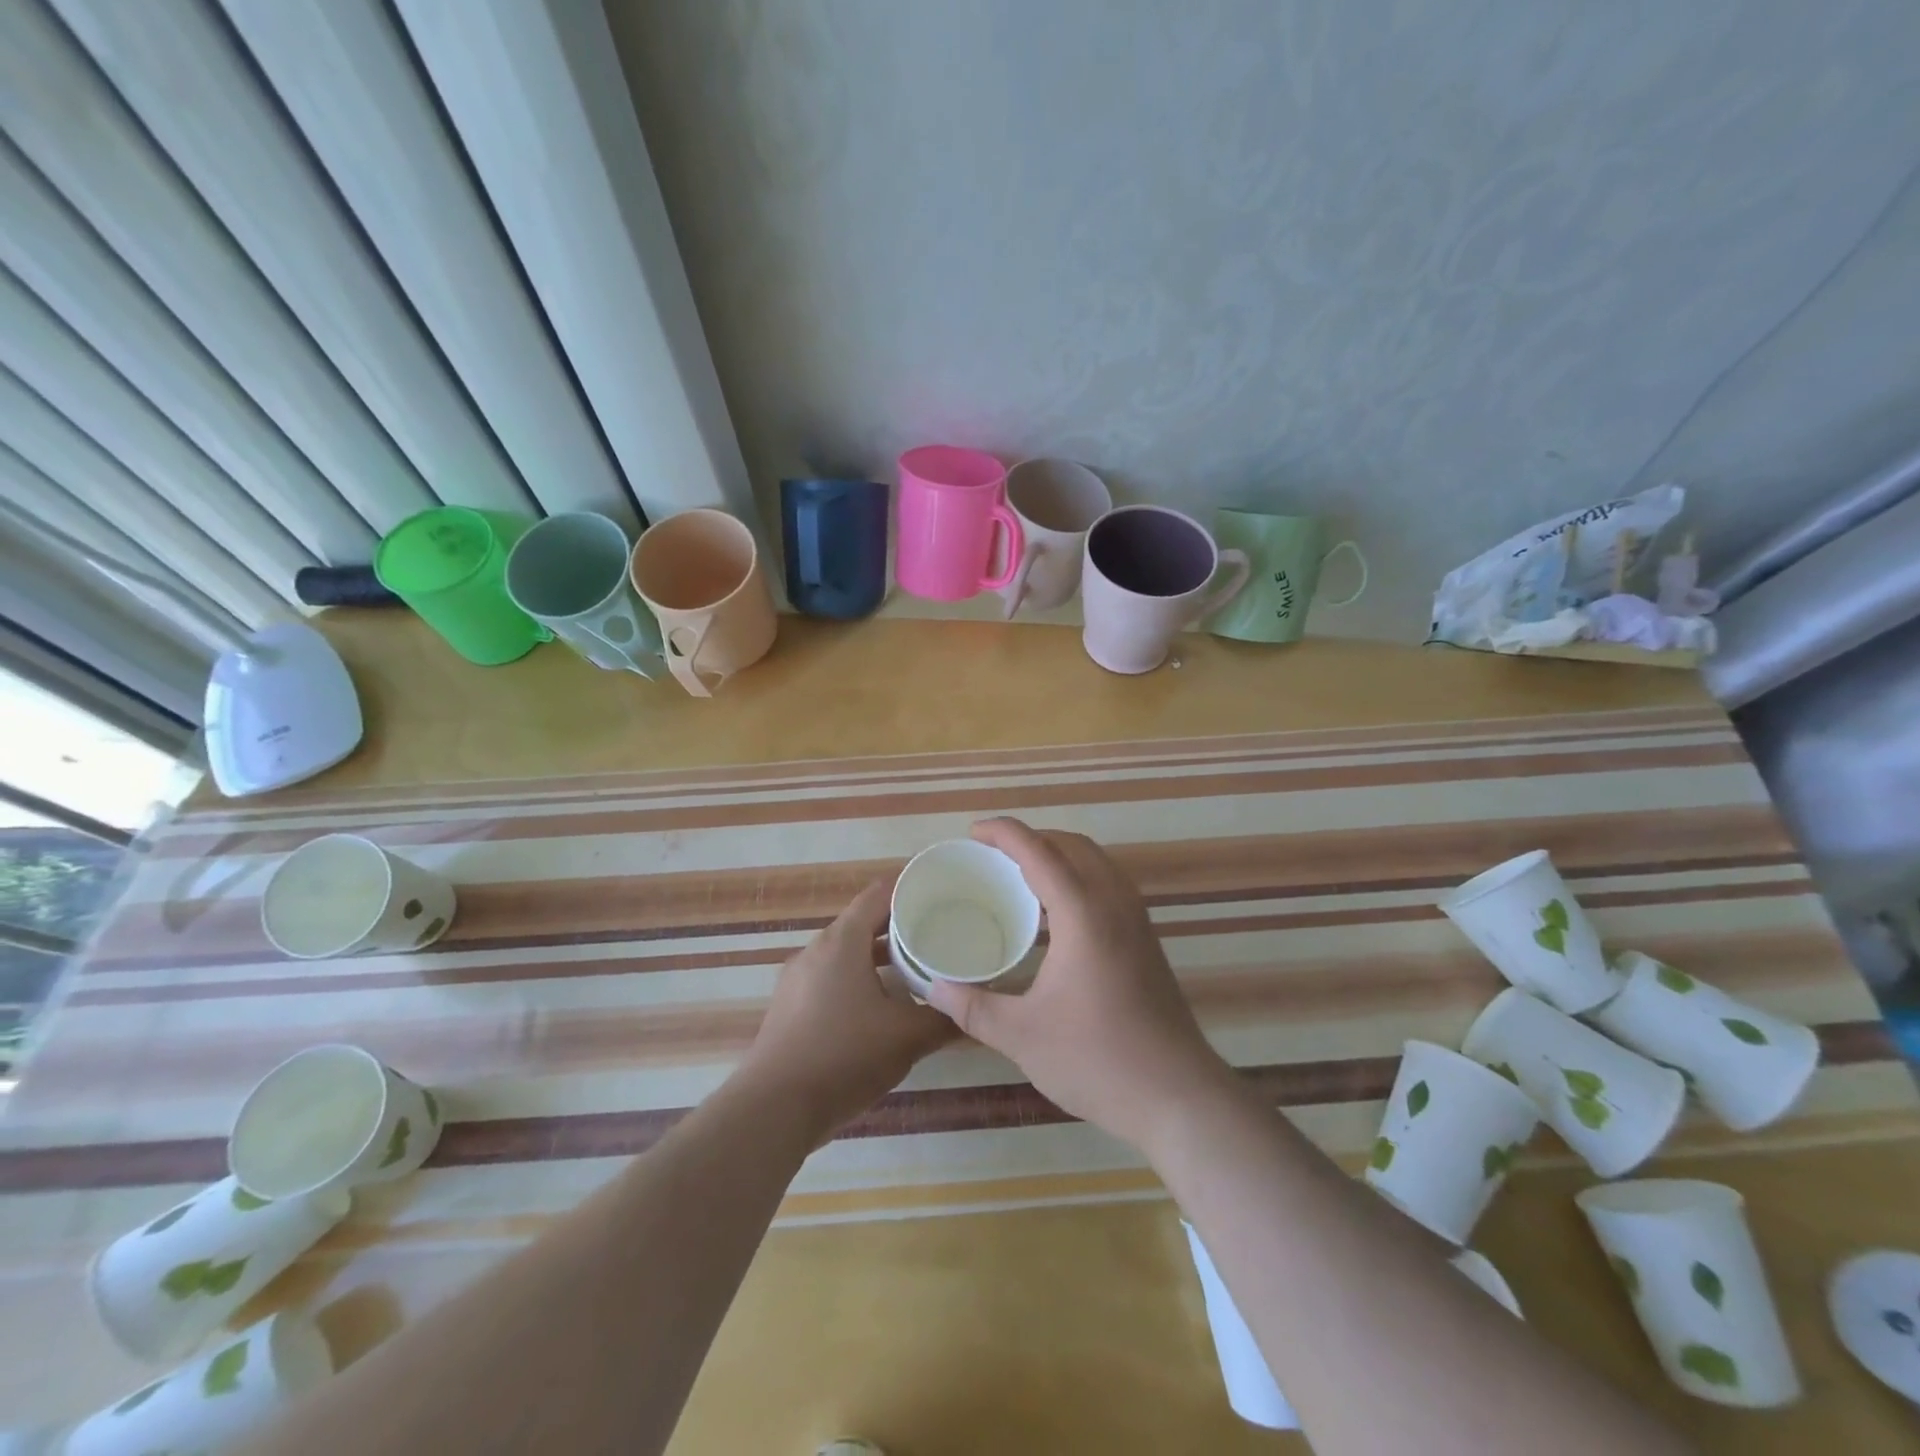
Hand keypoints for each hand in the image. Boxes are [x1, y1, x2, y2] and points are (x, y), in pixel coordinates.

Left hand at [741, 877, 952, 1142]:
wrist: (773, 1110)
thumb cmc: (843, 1057)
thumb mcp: (906, 1038)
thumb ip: (944, 1020)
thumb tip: (974, 1011)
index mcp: (842, 942)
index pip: (878, 894)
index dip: (910, 889)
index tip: (941, 894)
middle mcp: (815, 950)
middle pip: (862, 922)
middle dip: (899, 925)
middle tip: (938, 933)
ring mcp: (797, 979)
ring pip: (845, 953)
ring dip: (878, 957)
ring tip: (914, 969)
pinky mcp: (789, 1007)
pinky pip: (830, 978)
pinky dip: (857, 980)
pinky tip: (879, 1008)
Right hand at [923, 818, 1234, 1152]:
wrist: (1178, 1096)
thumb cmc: (1097, 1060)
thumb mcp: (1022, 1036)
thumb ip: (973, 1008)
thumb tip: (932, 987)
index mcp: (1083, 914)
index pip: (1039, 852)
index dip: (1004, 833)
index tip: (973, 832)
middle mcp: (1115, 903)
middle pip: (1072, 845)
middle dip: (1032, 838)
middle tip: (993, 854)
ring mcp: (1137, 920)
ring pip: (1097, 862)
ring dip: (1059, 854)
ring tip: (1022, 875)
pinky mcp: (1147, 940)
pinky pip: (1109, 884)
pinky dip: (1079, 876)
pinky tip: (1058, 914)